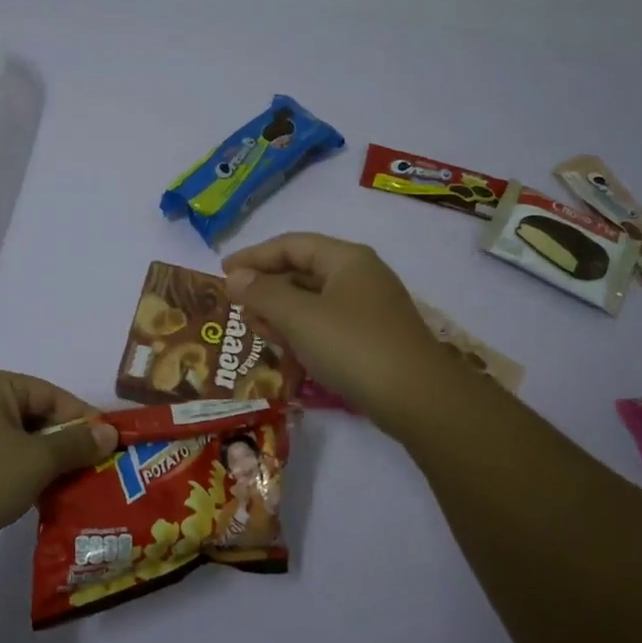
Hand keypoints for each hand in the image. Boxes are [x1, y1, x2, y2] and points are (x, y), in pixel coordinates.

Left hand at [0, 369, 115, 554]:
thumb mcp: (37, 460)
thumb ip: (76, 444)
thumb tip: (109, 433)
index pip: (52, 395)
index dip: (83, 420)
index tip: (109, 446)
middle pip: (35, 416)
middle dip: (65, 443)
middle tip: (94, 469)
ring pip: (18, 440)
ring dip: (45, 462)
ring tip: (73, 486)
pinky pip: (0, 458)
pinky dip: (22, 473)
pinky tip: (41, 497)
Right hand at [223, 233, 454, 431]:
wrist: (418, 398)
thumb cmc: (353, 346)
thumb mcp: (299, 317)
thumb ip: (262, 294)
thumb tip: (234, 277)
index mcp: (346, 259)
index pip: (291, 244)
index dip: (253, 256)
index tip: (223, 272)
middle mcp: (360, 276)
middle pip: (302, 270)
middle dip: (266, 286)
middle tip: (237, 305)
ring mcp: (369, 308)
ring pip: (313, 299)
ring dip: (281, 310)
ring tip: (255, 328)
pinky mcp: (373, 337)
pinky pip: (327, 322)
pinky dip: (301, 329)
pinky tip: (286, 347)